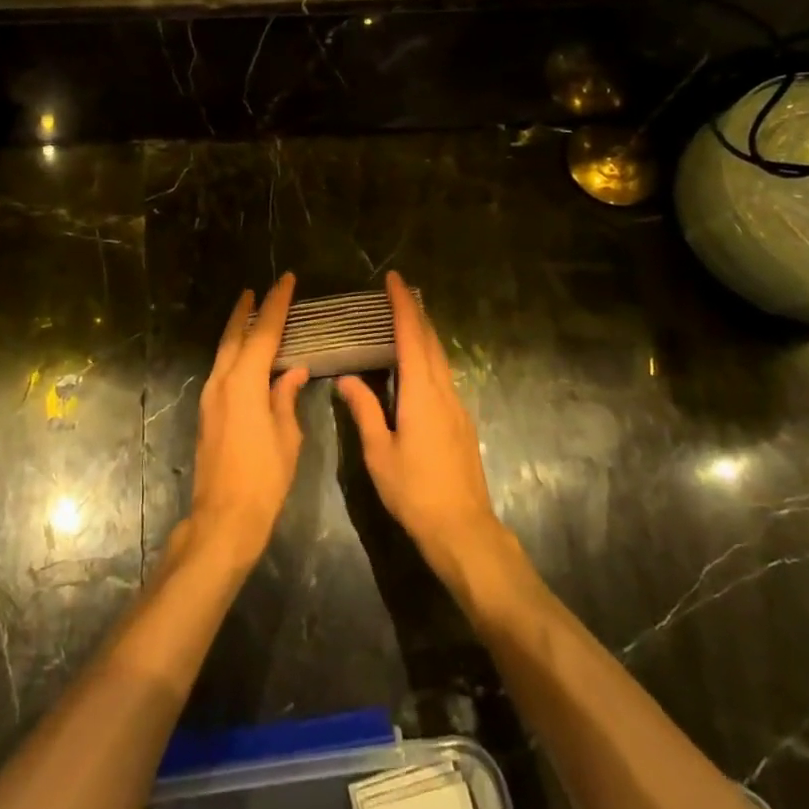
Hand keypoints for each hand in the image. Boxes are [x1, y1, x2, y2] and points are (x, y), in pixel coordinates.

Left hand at [184, 274, 308, 568]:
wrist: (223, 520)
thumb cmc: (264, 479)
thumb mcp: (287, 437)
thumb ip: (287, 398)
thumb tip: (294, 372)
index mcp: (244, 383)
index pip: (263, 333)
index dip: (276, 304)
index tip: (285, 280)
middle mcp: (222, 382)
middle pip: (234, 336)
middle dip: (246, 311)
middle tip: (258, 290)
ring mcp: (210, 398)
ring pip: (224, 352)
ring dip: (237, 331)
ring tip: (251, 314)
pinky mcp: (207, 413)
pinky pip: (222, 370)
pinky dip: (234, 353)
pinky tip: (245, 356)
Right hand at [337, 272, 503, 574]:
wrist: (462, 528)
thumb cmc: (414, 491)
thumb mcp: (379, 452)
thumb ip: (364, 410)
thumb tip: (346, 379)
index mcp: (421, 393)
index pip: (411, 338)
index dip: (403, 306)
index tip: (394, 280)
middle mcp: (443, 391)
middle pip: (431, 341)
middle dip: (416, 312)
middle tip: (399, 290)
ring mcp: (457, 406)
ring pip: (441, 358)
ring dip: (425, 333)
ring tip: (408, 317)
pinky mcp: (461, 421)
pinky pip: (444, 375)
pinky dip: (430, 355)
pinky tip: (420, 363)